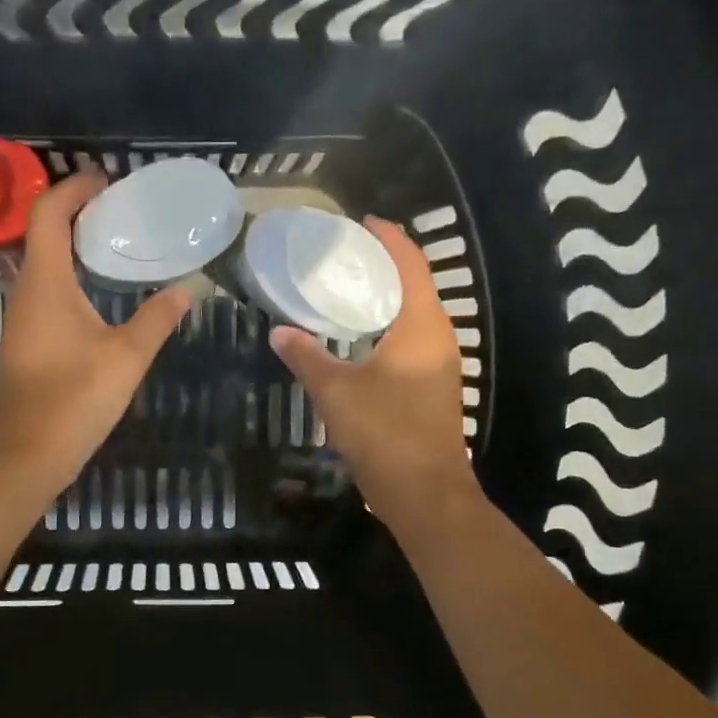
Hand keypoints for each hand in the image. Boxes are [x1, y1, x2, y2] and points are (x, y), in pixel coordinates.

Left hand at [0, 173, 189, 508]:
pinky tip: (101, 294)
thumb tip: (184, 291)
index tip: (106, 181)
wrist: (26, 456)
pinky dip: (72, 277)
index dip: (73, 189)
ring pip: (45, 265)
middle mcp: (26, 292)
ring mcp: (22, 318)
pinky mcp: (27, 342)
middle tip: (121, 211)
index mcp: (45, 283)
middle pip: (44, 234)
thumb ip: (156, 320)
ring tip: (117, 244)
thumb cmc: (74, 400)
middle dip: (78, 213)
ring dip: (75, 247)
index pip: (48, 214)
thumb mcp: (126, 357)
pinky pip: (47, 292)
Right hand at [269, 217, 477, 533]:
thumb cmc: (385, 433)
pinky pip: (407, 345)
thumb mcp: (336, 391)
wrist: (424, 494)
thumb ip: (306, 357)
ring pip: (411, 319)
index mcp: (423, 327)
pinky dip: (383, 331)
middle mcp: (438, 340)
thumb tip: (279, 332)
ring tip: (343, 293)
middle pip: (414, 288)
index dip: (390, 239)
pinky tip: (353, 342)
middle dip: (382, 269)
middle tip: (342, 258)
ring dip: (382, 303)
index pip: (411, 265)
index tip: (363, 222)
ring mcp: (437, 369)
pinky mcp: (430, 392)